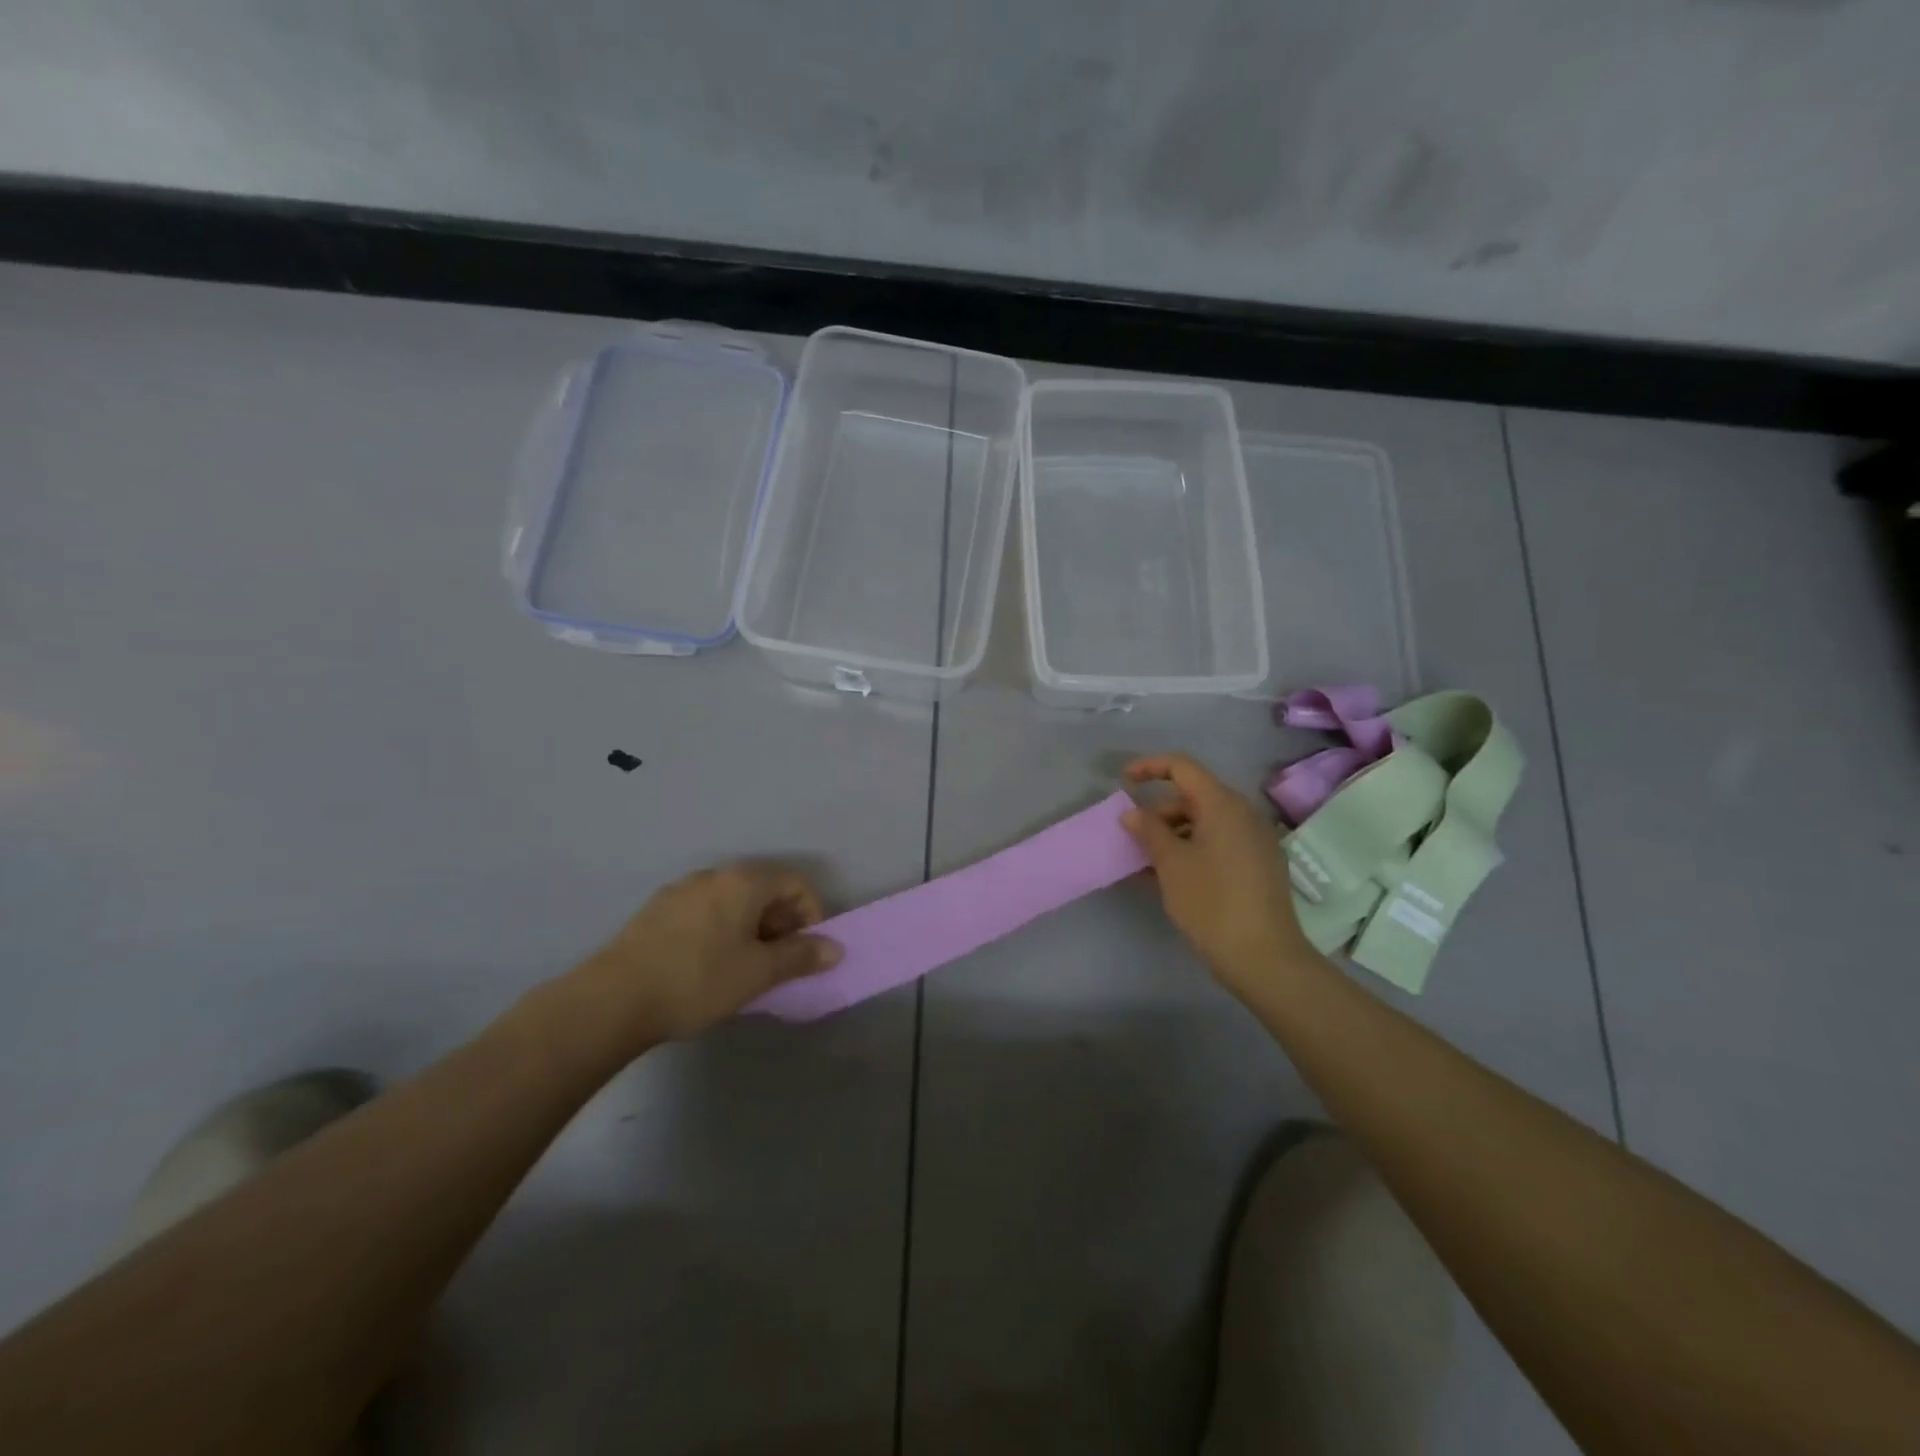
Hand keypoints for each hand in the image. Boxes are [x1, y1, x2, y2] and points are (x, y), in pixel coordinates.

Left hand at [565, 863, 842, 1047]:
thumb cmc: (698, 980)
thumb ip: (801, 956)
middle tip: (780, 962)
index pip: (795, 883)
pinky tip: (709, 966)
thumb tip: (836, 948)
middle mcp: (714, 875)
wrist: (612, 1000)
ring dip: (751, 928)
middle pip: (764, 888)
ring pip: (733, 901)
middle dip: (782, 923)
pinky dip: (722, 930)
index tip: (807, 951)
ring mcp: (681, 890)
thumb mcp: (758, 973)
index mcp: (744, 881)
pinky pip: (705, 912)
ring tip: (746, 967)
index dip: (812, 915)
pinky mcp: (657, 911)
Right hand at [1121, 754, 1318, 996]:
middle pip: (1194, 797)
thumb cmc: (1212, 903)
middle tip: (1132, 836)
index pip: (1183, 767)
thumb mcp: (1171, 865)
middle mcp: (1243, 815)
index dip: (1150, 767)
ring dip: (1172, 835)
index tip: (1123, 780)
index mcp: (1223, 805)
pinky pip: (1218, 844)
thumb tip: (1132, 813)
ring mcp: (1254, 841)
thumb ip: (1149, 831)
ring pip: (1205, 823)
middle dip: (1159, 811)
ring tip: (1145, 863)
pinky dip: (1191, 851)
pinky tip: (1169, 878)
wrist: (1265, 958)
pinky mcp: (1258, 866)